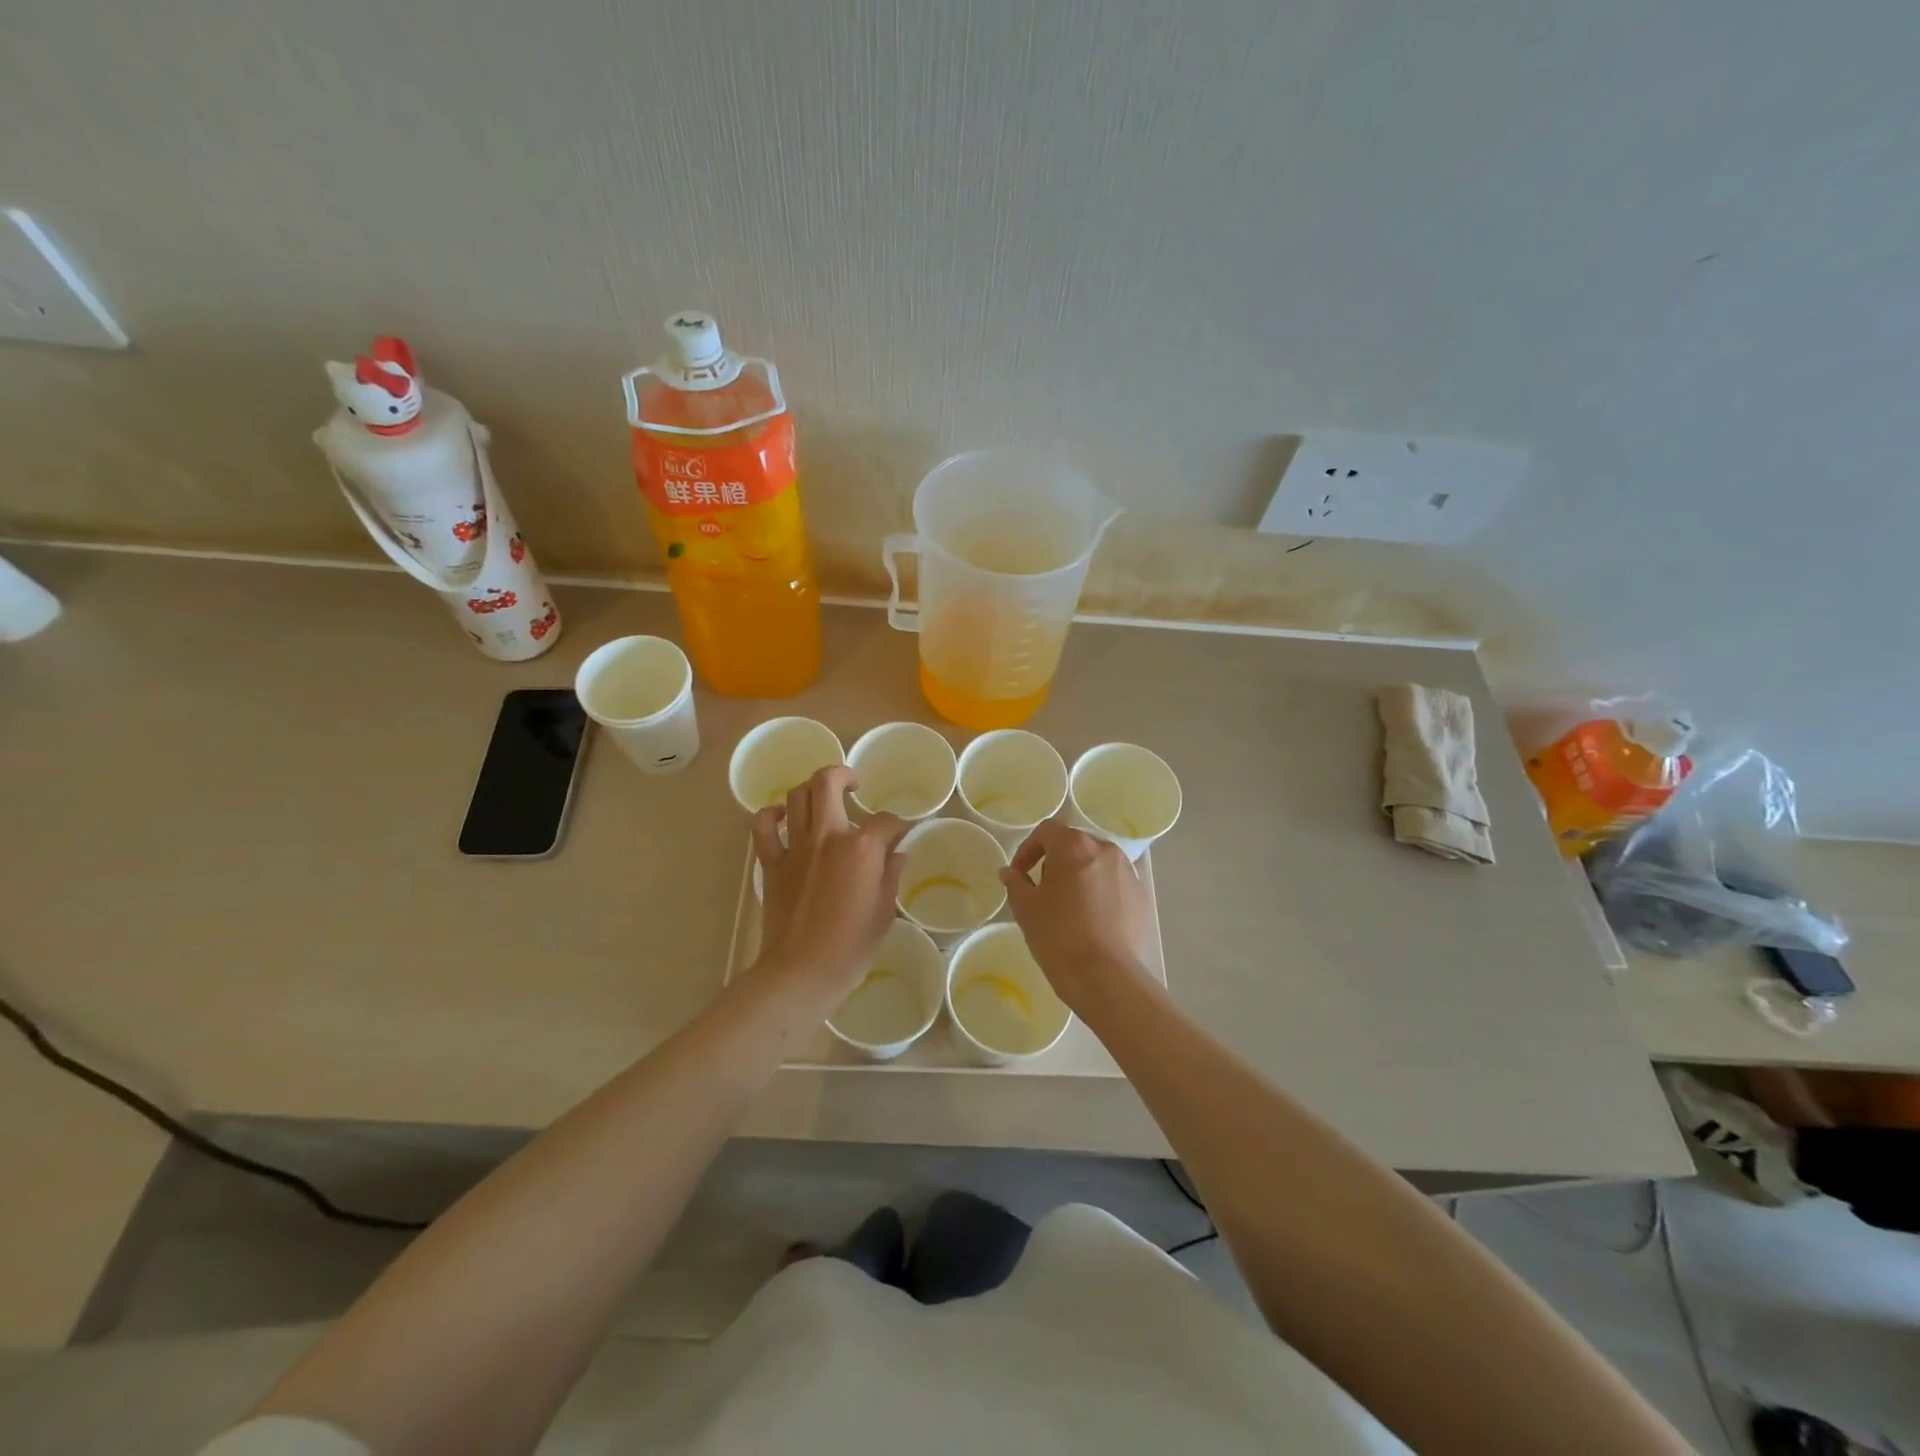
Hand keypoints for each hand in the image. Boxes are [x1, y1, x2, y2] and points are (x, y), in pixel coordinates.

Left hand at [751, 766, 910, 1007]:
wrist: (802, 971)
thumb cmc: (851, 947)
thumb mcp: (883, 911)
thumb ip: (890, 875)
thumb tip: (897, 854)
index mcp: (862, 848)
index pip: (886, 821)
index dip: (899, 825)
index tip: (902, 835)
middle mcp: (827, 836)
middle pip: (828, 782)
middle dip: (844, 775)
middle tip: (854, 785)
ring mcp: (795, 847)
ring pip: (796, 796)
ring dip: (811, 790)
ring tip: (823, 799)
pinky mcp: (771, 863)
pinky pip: (763, 827)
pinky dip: (771, 815)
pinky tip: (782, 817)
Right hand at [1000, 821, 1156, 1017]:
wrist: (1108, 978)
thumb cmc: (1059, 937)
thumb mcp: (1026, 909)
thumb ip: (1016, 883)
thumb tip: (1010, 872)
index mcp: (1074, 846)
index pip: (1046, 831)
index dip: (1028, 849)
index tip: (1019, 874)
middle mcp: (1105, 850)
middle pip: (1074, 845)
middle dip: (1055, 862)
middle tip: (1042, 891)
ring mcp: (1128, 873)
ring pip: (1096, 865)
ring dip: (1079, 877)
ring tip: (1068, 908)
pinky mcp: (1143, 897)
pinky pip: (1115, 885)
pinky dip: (1100, 894)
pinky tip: (1092, 922)